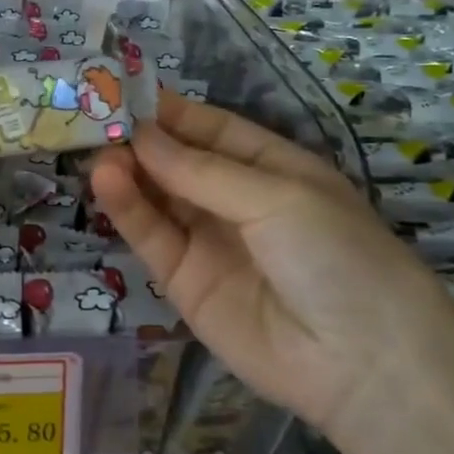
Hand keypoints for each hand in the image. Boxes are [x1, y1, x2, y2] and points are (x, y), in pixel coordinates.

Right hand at [90, 92, 453, 434]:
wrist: (358, 362)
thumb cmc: (335, 254)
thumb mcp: (276, 196)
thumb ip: (201, 170)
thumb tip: (140, 135)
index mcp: (272, 169)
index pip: (212, 130)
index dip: (172, 112)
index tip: (124, 91)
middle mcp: (236, 201)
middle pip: (178, 163)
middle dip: (141, 141)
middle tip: (95, 119)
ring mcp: (208, 242)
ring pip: (158, 198)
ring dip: (128, 172)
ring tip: (97, 151)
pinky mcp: (182, 282)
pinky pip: (152, 238)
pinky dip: (127, 210)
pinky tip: (106, 182)